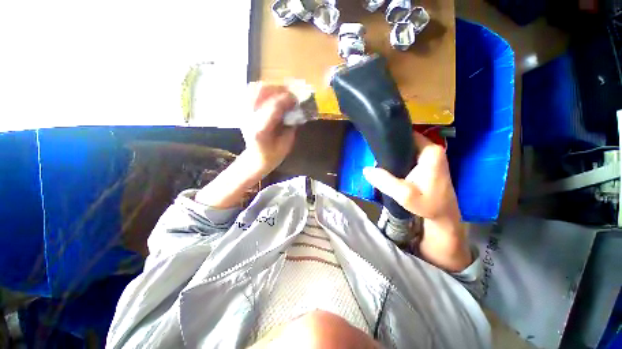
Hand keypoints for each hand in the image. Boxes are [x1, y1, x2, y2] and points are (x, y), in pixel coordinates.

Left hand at [241, 82, 297, 177]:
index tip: (297, 99)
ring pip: (255, 88)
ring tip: (282, 92)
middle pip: (261, 92)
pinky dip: (263, 89)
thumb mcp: (286, 145)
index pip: (274, 106)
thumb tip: (297, 109)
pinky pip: (251, 92)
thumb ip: (291, 127)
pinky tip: (272, 94)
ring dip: (271, 87)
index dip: (287, 99)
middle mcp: (249, 118)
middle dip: (279, 89)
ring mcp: (243, 112)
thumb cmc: (272, 155)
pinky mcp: (242, 110)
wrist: (255, 158)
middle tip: (291, 94)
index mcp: (260, 130)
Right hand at [363, 132, 471, 271]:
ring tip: (378, 159)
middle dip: (390, 147)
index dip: (391, 138)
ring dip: (393, 153)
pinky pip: (409, 155)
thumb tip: (365, 170)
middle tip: (374, 154)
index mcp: (430, 151)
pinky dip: (398, 158)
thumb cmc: (428, 205)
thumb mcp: (404, 195)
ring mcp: (431, 156)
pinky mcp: (428, 163)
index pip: (407, 134)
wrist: (443, 216)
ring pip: (407, 148)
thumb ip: (385, 181)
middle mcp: (432, 149)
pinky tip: (389, 165)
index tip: (376, 144)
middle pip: (406, 140)